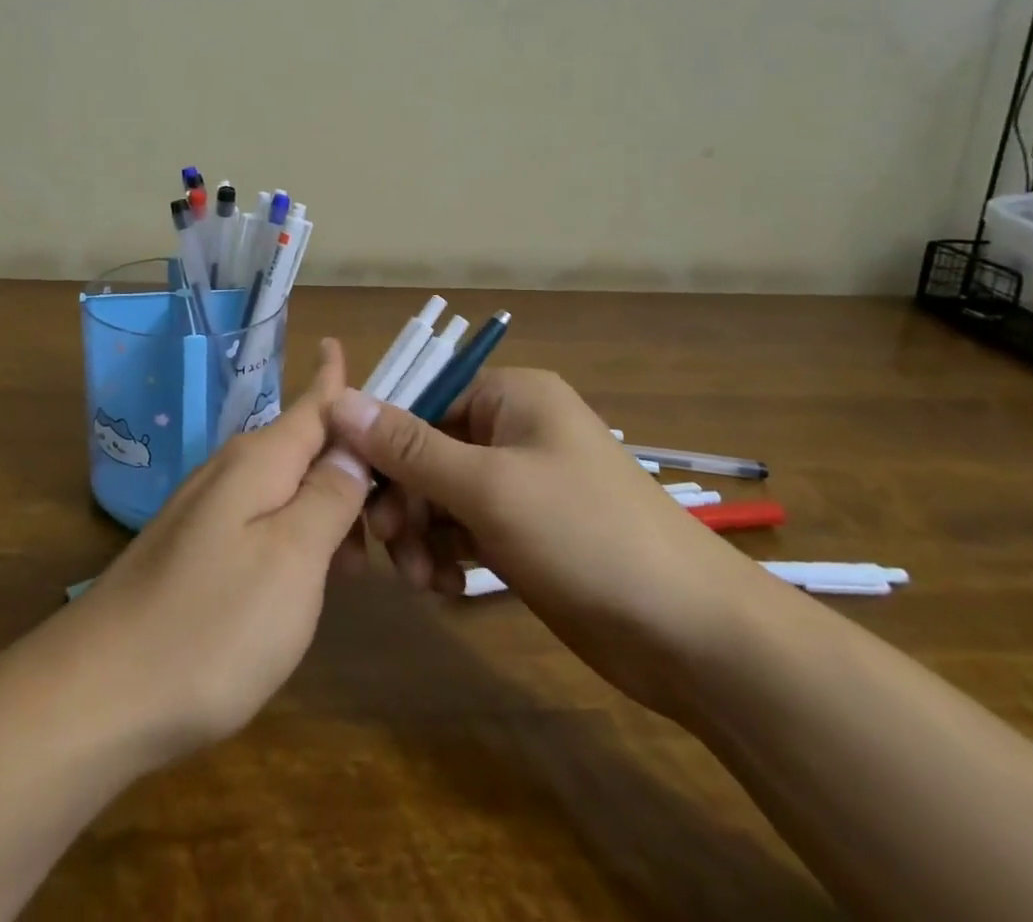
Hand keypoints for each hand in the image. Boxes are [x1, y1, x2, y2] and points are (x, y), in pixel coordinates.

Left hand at [66, 340, 370, 768]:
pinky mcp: (196, 549)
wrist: (99, 695)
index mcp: (259, 460)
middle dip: (353, 464)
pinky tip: (312, 579)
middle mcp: (231, 471)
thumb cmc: (211, 626)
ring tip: (365, 560)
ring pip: (287, 487)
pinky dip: (299, 536)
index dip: (339, 379)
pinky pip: (263, 520)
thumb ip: (329, 495)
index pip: (314, 402)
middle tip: (401, 514)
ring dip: (329, 507)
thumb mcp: (293, 559)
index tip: (352, 348)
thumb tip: (354, 442)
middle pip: (306, 445)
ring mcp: (208, 510)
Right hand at [328, 370, 764, 714]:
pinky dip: (447, 553)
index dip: (382, 443)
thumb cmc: (586, 535)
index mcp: (511, 397)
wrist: (693, 635)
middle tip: (391, 548)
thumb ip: (408, 446)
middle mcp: (513, 430)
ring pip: (441, 495)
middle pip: (427, 451)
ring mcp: (520, 483)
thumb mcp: (488, 486)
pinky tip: (447, 587)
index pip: (421, 402)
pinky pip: (464, 528)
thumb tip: (339, 398)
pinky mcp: (525, 530)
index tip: (354, 491)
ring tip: (424, 580)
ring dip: (421, 534)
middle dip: (404, 499)